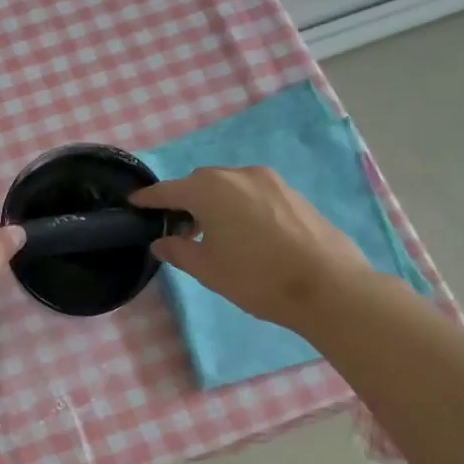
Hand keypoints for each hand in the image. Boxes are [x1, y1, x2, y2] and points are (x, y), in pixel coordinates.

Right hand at [130, 165, 374, 329]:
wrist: (328, 286)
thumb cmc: (257, 277)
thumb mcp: (208, 269)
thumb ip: (179, 251)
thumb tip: (161, 242)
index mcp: (210, 190)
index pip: (169, 190)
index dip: (149, 198)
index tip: (134, 202)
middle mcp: (239, 176)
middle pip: (201, 182)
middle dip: (185, 199)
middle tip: (177, 226)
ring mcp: (271, 182)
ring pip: (230, 186)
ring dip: (214, 201)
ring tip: (211, 231)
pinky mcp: (293, 194)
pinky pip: (254, 193)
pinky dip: (240, 205)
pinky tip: (244, 232)